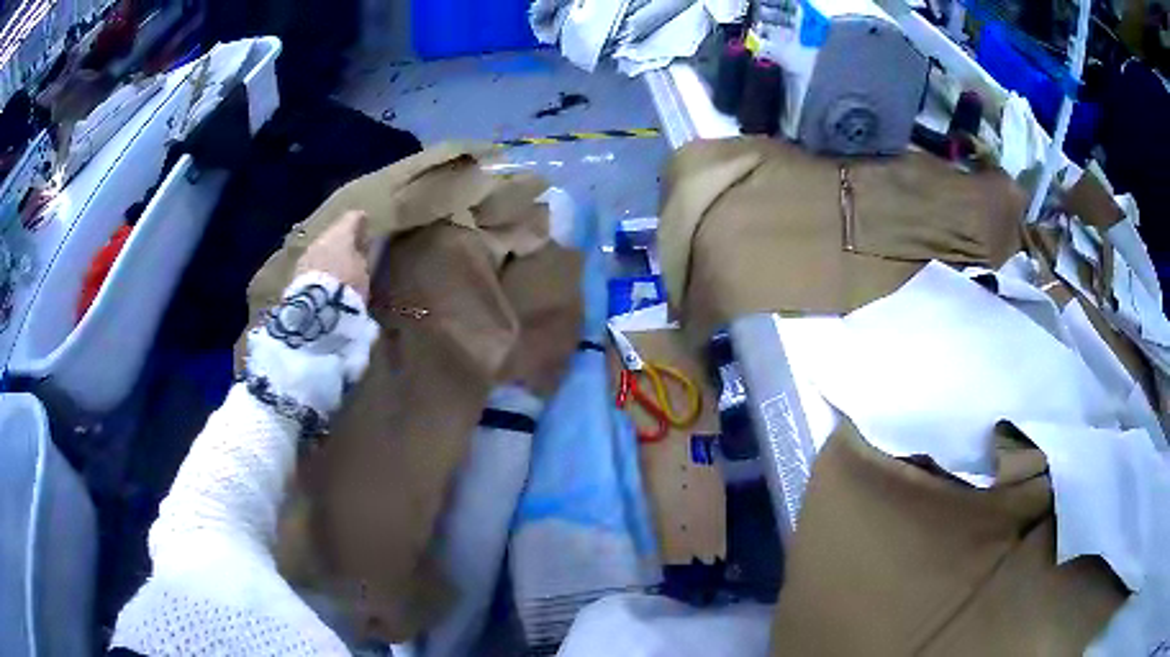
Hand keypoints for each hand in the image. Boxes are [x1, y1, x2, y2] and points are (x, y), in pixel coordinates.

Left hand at [295, 211, 371, 300]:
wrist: (317, 309)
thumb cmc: (348, 284)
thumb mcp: (364, 271)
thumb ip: (362, 256)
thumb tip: (361, 249)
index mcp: (341, 232)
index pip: (352, 218)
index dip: (360, 220)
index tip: (365, 223)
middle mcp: (321, 238)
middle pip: (333, 234)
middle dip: (342, 241)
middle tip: (351, 250)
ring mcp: (307, 255)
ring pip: (321, 249)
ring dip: (329, 256)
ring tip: (338, 269)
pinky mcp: (296, 273)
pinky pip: (313, 266)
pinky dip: (320, 270)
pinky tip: (326, 280)